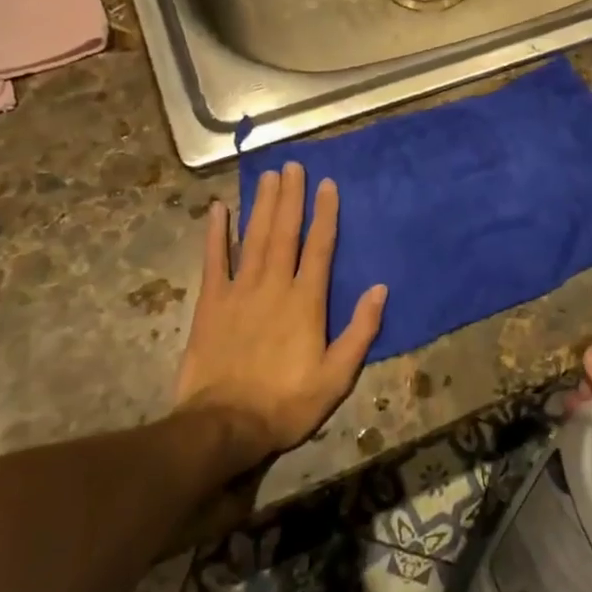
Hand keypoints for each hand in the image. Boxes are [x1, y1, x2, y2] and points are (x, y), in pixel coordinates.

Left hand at [173, 161, 387, 469]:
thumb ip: (360, 330)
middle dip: (290, 197)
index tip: (326, 184)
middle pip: (284, 232)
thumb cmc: (287, 402)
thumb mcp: (337, 375)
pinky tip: (219, 209)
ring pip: (253, 237)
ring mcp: (239, 291)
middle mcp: (274, 285)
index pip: (319, 247)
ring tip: (267, 176)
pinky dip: (216, 234)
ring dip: (261, 205)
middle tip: (293, 166)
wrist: (225, 425)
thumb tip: (380, 288)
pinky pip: (213, 260)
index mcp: (306, 301)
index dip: (325, 213)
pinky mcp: (211, 303)